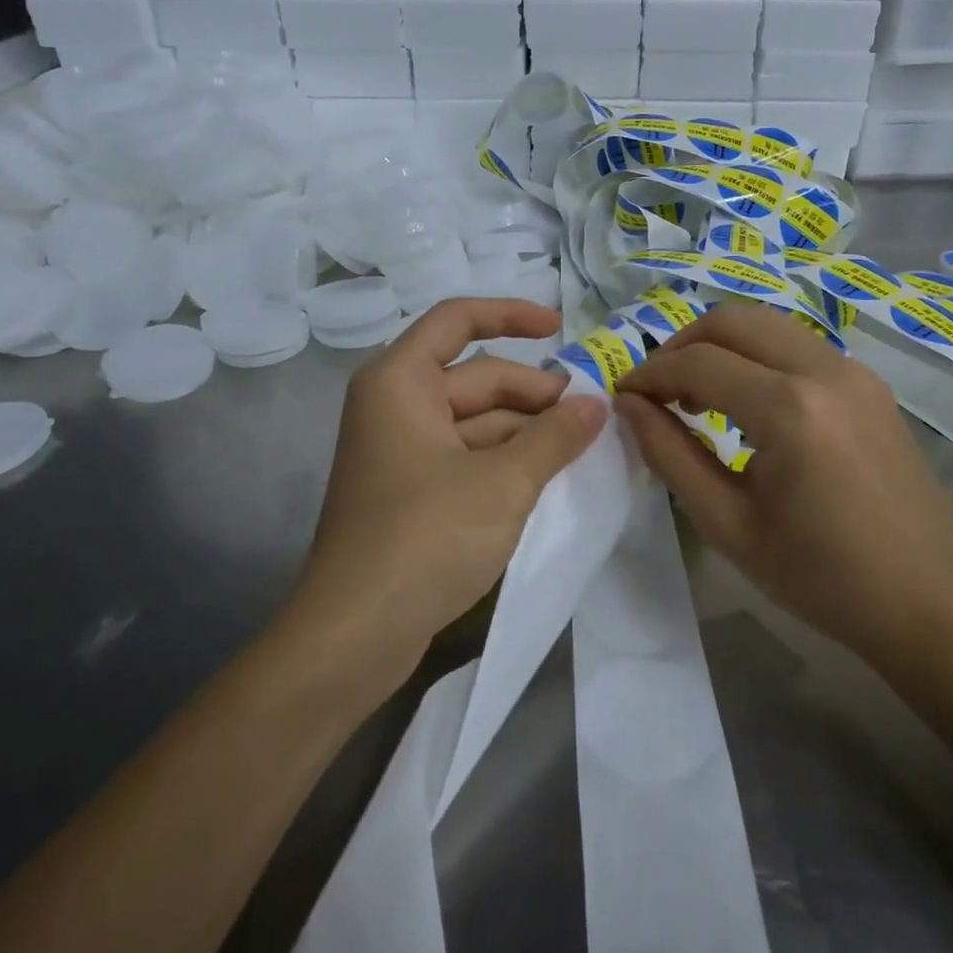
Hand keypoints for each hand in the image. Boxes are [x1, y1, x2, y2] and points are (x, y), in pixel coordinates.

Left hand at [292, 298, 607, 679]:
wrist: (354, 636)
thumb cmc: (425, 537)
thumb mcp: (503, 482)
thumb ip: (554, 437)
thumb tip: (597, 405)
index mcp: (400, 381)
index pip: (457, 320)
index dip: (511, 316)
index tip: (561, 330)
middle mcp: (395, 405)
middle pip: (475, 377)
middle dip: (533, 392)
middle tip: (591, 414)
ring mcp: (402, 451)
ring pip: (475, 421)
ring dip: (526, 430)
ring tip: (581, 446)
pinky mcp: (411, 492)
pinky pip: (467, 456)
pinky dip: (506, 459)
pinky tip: (549, 475)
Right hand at [614, 302, 952, 673]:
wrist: (932, 602)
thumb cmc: (823, 577)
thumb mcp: (728, 524)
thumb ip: (670, 454)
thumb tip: (629, 405)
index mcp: (790, 409)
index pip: (697, 363)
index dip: (650, 374)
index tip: (622, 396)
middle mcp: (824, 370)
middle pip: (731, 320)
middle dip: (681, 346)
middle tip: (657, 391)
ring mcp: (853, 370)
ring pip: (765, 324)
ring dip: (720, 347)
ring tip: (697, 397)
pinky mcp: (869, 382)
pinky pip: (796, 345)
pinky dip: (756, 357)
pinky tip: (747, 404)